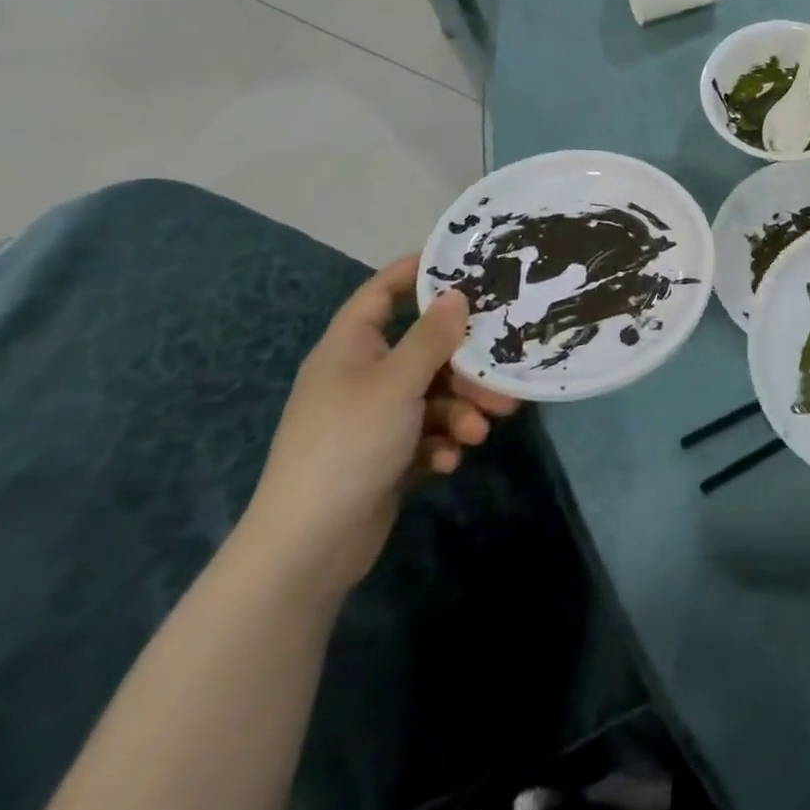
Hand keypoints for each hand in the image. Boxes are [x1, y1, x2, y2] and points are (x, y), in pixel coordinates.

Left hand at [238, 256, 517, 602]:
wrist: (307, 547)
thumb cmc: (349, 445)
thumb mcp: (397, 383)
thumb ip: (431, 337)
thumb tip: (456, 294)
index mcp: (350, 347)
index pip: (382, 292)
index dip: (417, 271)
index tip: (464, 262)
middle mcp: (361, 375)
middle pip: (424, 350)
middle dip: (465, 366)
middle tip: (502, 377)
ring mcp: (371, 417)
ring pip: (432, 395)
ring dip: (460, 410)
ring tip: (480, 432)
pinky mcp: (383, 454)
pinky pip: (424, 432)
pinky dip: (440, 442)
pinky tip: (446, 461)